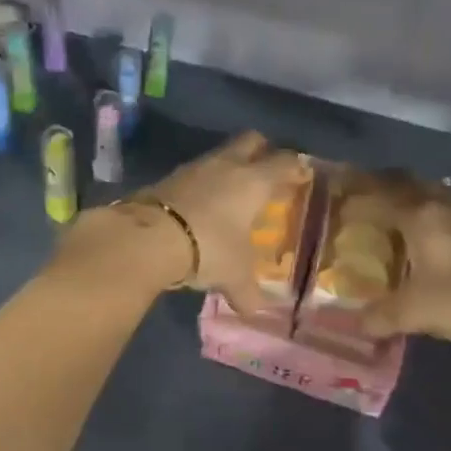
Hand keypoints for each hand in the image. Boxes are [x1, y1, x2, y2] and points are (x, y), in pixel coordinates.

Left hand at [136, 131, 309, 312]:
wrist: (148, 237)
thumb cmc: (209, 248)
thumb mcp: (234, 276)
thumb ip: (247, 292)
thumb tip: (254, 310)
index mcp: (254, 181)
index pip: (285, 162)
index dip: (296, 167)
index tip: (302, 176)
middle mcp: (227, 165)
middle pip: (252, 141)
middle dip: (262, 152)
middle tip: (267, 173)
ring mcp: (195, 167)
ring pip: (220, 154)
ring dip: (228, 168)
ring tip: (231, 193)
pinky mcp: (168, 177)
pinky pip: (194, 173)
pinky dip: (201, 184)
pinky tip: (200, 205)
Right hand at [360, 177, 450, 347]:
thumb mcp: (415, 312)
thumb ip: (381, 316)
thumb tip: (355, 325)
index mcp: (420, 217)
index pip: (379, 196)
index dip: (356, 195)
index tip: (336, 194)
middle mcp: (444, 207)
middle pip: (409, 182)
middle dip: (384, 182)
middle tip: (363, 189)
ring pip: (435, 191)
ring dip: (413, 192)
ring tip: (398, 203)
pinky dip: (435, 209)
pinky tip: (436, 228)